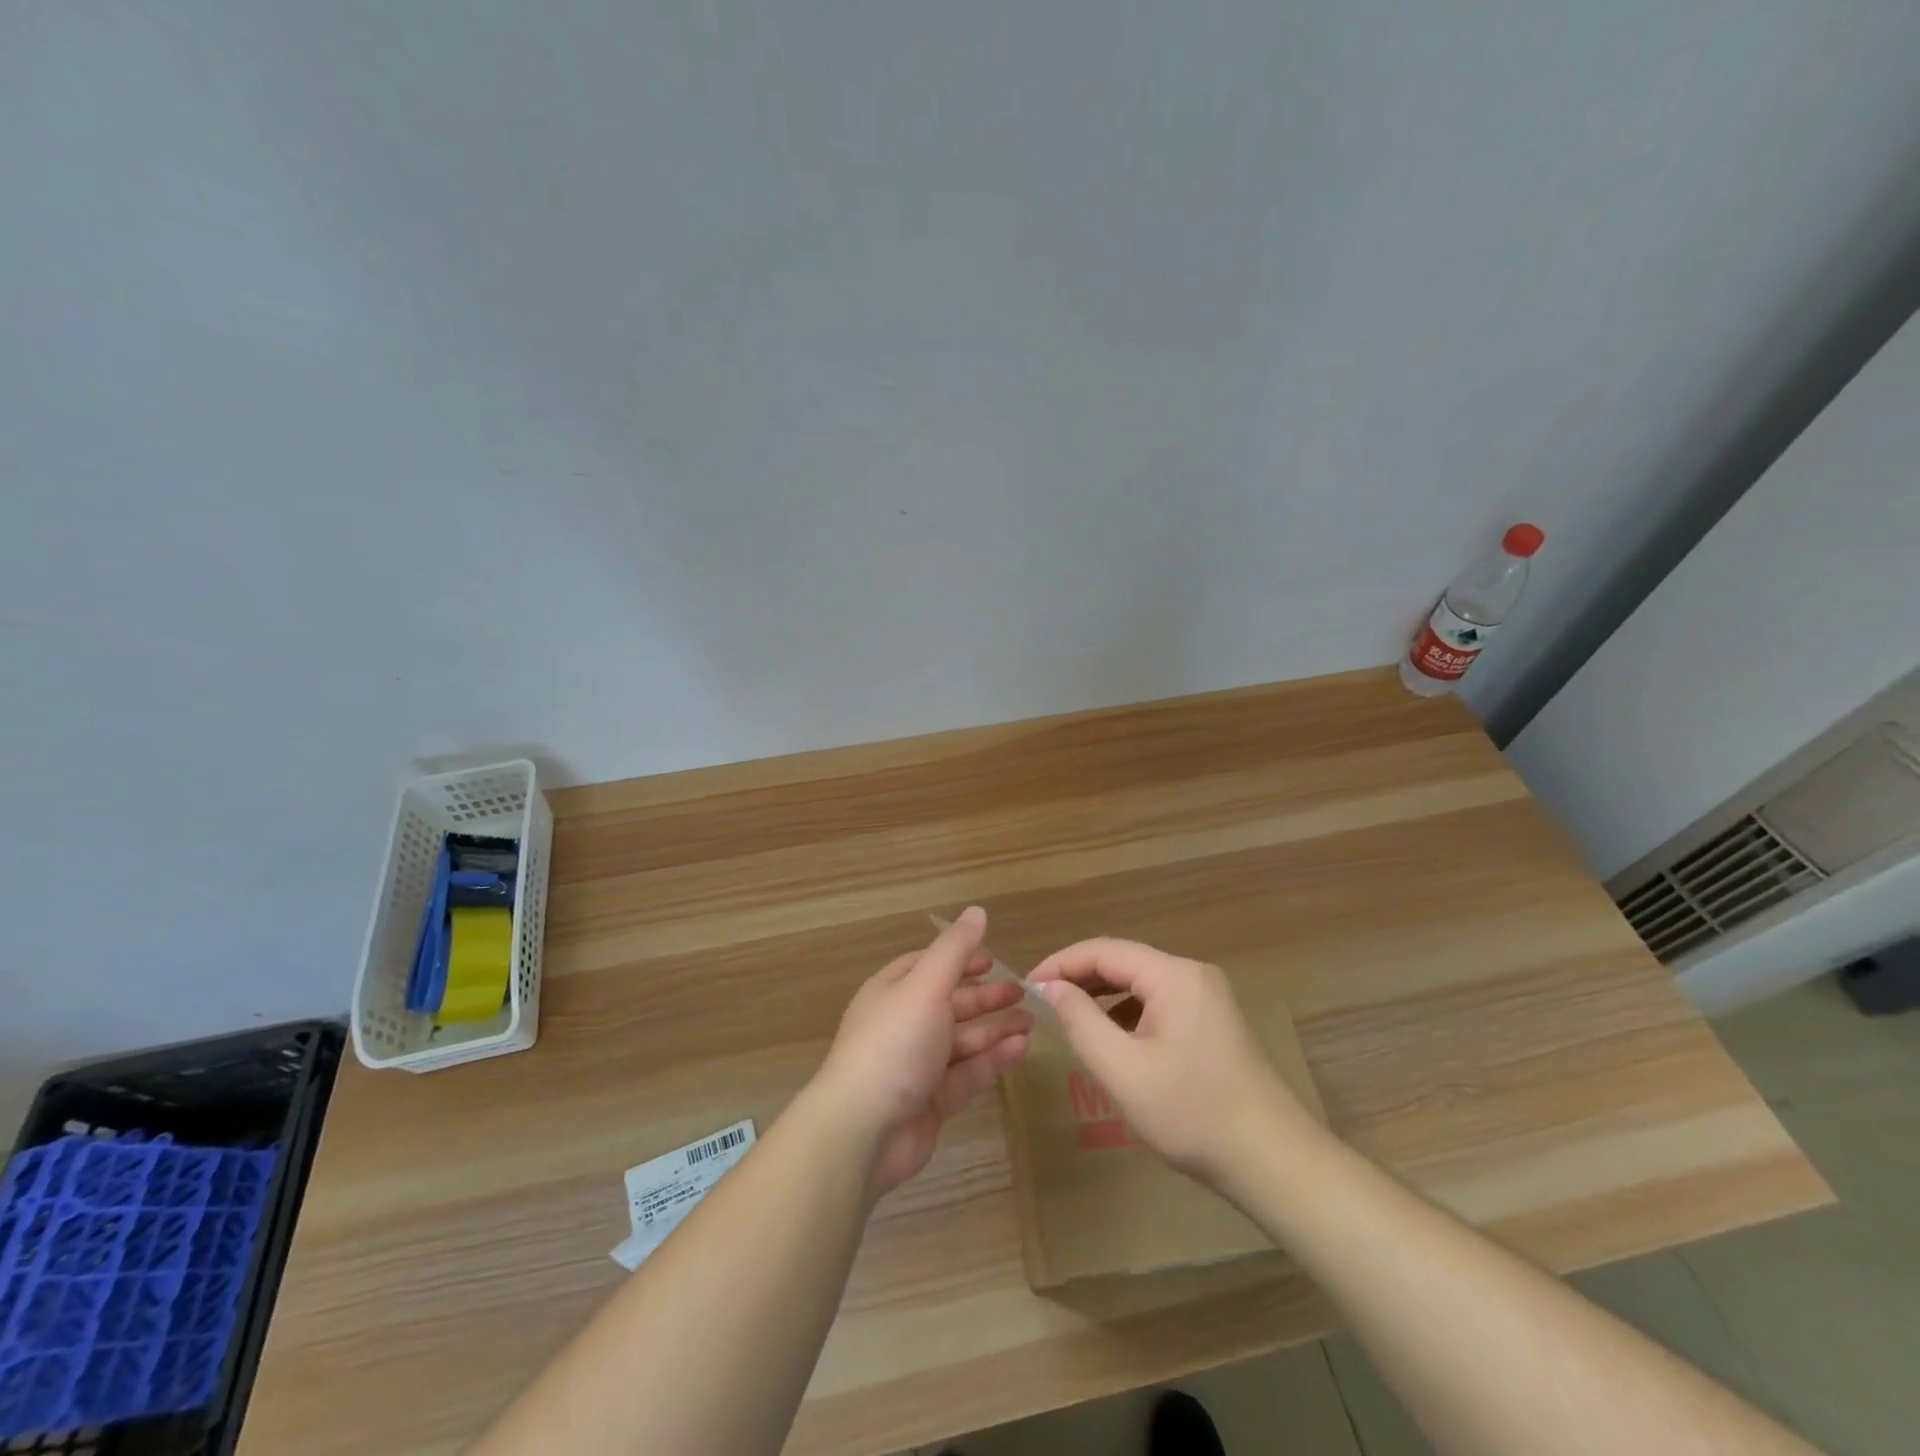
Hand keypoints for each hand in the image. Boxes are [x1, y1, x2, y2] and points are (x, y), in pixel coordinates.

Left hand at [811, 907, 1031, 1198]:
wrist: (863, 1130)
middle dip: (985, 996)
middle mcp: (903, 1024)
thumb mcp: (926, 986)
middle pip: (949, 1003)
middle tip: (1023, 993)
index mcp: (892, 991)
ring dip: (995, 1029)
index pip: (928, 966)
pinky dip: (992, 1060)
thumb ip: (954, 950)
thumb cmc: (894, 1044)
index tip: (993, 960)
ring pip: (962, 1040)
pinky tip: (1020, 1050)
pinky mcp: (931, 1101)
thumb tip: (977, 911)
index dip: (959, 959)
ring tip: (1031, 1023)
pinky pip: (967, 1074)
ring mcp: (917, 1064)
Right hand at [1028, 938, 1316, 1185]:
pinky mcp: (1214, 1021)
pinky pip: (1159, 1003)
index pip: (1104, 950)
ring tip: (1071, 1020)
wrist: (1274, 1162)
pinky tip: (1114, 1040)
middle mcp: (1193, 974)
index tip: (1027, 987)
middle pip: (1124, 962)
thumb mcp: (1124, 1071)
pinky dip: (1128, 1013)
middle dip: (1081, 978)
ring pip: (1141, 983)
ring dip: (1103, 996)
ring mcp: (1208, 997)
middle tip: (1042, 1003)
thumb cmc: (1193, 1115)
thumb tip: (1050, 987)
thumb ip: (1081, 1022)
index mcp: (1174, 975)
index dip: (1061, 964)